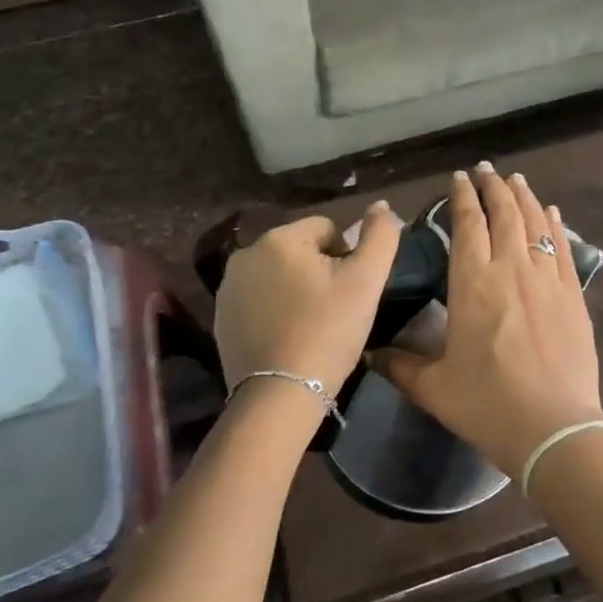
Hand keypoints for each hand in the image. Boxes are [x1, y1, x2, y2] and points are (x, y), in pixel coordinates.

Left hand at [214, 204, 401, 394]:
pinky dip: (275, 310)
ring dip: (296, 289)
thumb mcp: (366, 282)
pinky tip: (288, 337)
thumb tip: (382, 206)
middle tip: (334, 310)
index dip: (346, 257)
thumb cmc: (328, 332)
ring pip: (279, 275)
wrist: (279, 395)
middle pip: (300, 250)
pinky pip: (259, 300)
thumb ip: (380, 236)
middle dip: (319, 271)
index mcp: (280, 238)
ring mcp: (228, 287)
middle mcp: (246, 254)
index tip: (349, 292)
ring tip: (312, 325)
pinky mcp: (220, 318)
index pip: (327, 229)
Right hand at [375, 166, 602, 475]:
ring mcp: (546, 279)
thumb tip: (370, 353)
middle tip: (486, 170)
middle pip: (504, 213)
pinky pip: (562, 248)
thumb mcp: (434, 387)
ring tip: (515, 180)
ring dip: (523, 197)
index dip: (462, 198)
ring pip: (535, 223)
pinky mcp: (573, 295)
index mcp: (472, 283)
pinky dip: (554, 224)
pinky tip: (551, 212)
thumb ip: (400, 365)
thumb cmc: (487, 405)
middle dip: (493, 187)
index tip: (459, 179)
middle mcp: (511, 269)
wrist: (554, 428)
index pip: (467, 225)